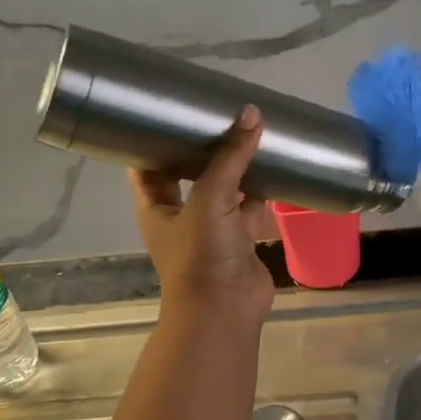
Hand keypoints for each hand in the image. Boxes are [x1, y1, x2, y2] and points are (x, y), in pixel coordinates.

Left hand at [129, 105, 275, 326]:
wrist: (225, 309)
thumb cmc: (201, 253)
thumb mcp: (210, 198)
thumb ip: (230, 157)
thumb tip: (251, 114)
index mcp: (156, 205)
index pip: (147, 164)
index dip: (155, 138)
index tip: (171, 109)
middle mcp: (180, 214)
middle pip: (188, 172)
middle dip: (203, 147)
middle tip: (218, 114)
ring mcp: (211, 228)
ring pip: (223, 188)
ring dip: (234, 166)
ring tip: (248, 130)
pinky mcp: (240, 238)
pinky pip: (250, 206)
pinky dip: (260, 189)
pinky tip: (273, 164)